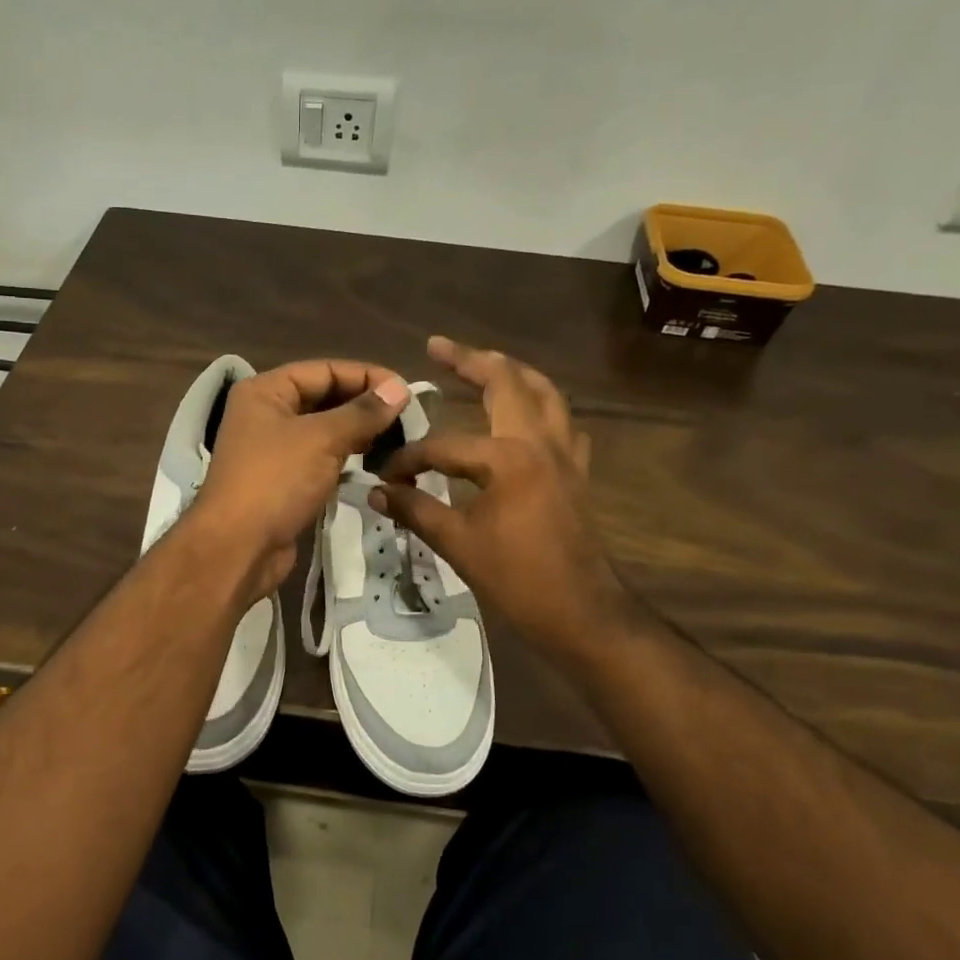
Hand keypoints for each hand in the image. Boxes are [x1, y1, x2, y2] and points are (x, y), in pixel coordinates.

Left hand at [186, 360, 410, 599]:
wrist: (237, 548)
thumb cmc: (276, 480)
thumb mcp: (322, 439)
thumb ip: (363, 412)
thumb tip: (399, 388)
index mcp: (265, 391)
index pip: (324, 370)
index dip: (366, 376)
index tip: (406, 390)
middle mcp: (266, 414)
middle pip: (323, 398)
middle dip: (364, 405)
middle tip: (408, 416)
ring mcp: (273, 450)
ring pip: (324, 431)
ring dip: (358, 433)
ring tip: (398, 438)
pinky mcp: (283, 481)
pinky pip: (320, 459)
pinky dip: (346, 458)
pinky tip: (375, 463)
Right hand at [370, 336, 629, 667]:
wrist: (582, 613)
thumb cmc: (519, 579)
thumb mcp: (458, 544)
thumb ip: (415, 511)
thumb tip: (376, 492)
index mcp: (508, 457)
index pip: (445, 446)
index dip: (409, 460)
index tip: (384, 479)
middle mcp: (540, 442)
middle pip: (508, 383)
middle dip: (471, 360)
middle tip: (439, 346)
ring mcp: (565, 454)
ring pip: (545, 393)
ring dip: (514, 373)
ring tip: (486, 363)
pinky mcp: (576, 472)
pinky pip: (563, 424)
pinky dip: (543, 408)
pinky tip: (528, 418)